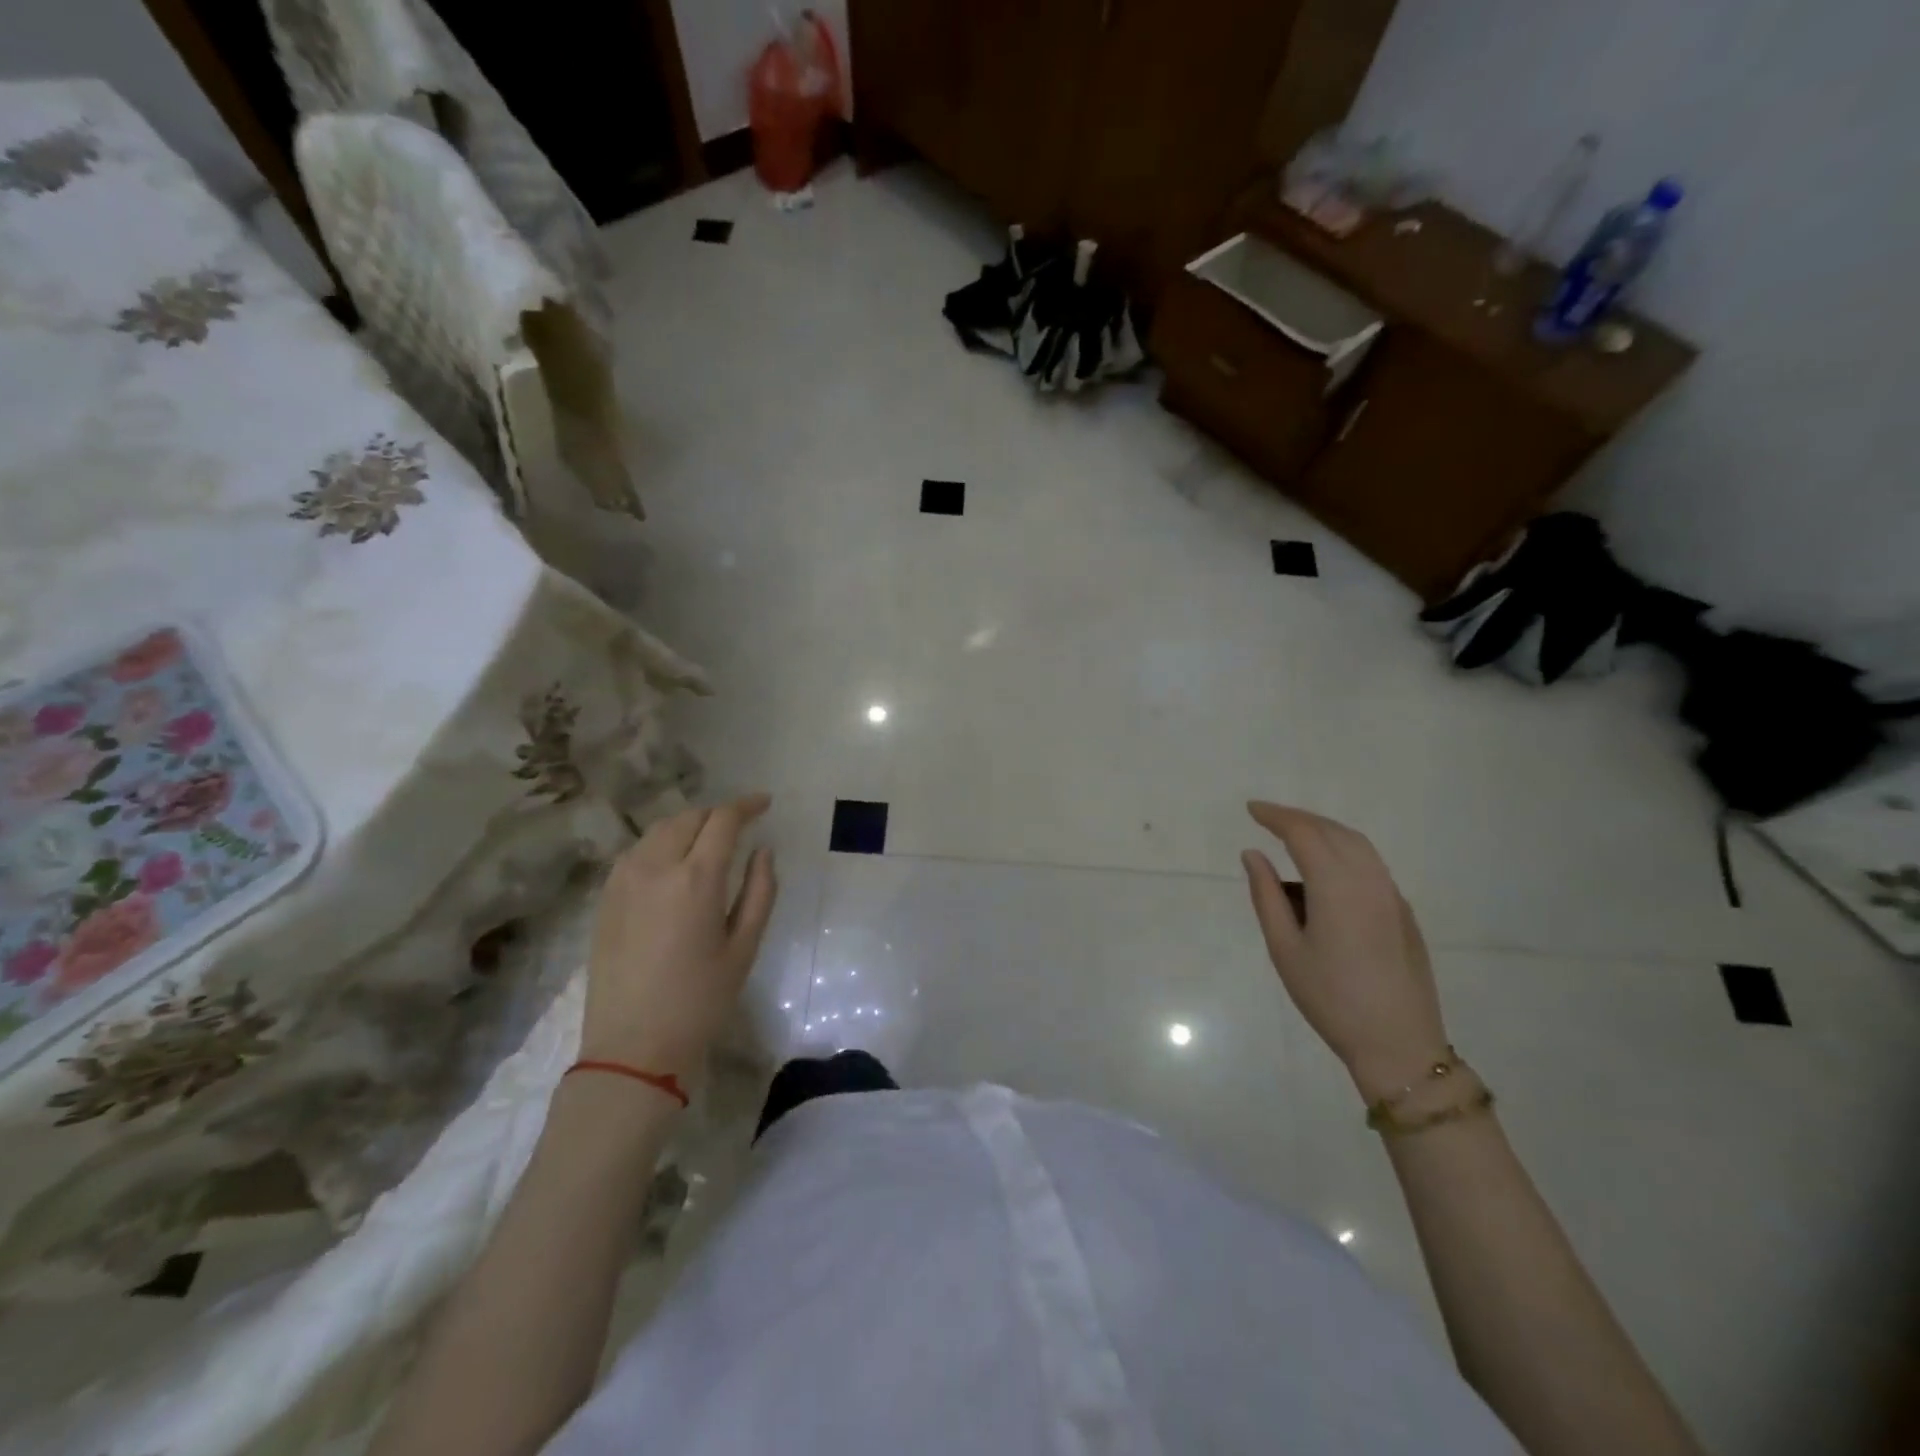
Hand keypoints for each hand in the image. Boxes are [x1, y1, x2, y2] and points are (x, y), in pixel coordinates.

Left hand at [580, 795, 777, 1080]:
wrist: (632, 1047)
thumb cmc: (700, 1001)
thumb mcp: (744, 947)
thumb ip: (760, 891)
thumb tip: (763, 850)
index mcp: (696, 879)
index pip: (723, 820)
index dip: (746, 805)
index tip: (764, 803)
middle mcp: (655, 867)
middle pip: (689, 817)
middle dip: (718, 813)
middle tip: (740, 825)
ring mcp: (623, 880)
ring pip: (659, 830)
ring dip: (688, 824)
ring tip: (708, 839)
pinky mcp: (605, 897)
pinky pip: (637, 851)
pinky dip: (661, 843)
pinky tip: (674, 862)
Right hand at [1241, 802, 1449, 1101]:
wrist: (1398, 1044)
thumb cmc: (1331, 998)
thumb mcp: (1285, 949)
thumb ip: (1266, 895)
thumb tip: (1253, 854)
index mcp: (1337, 886)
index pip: (1304, 833)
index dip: (1276, 816)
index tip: (1251, 810)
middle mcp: (1370, 880)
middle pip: (1333, 831)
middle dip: (1299, 818)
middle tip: (1267, 818)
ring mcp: (1392, 895)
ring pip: (1357, 845)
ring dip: (1324, 832)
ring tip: (1293, 838)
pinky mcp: (1402, 912)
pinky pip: (1370, 865)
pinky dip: (1343, 852)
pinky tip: (1324, 873)